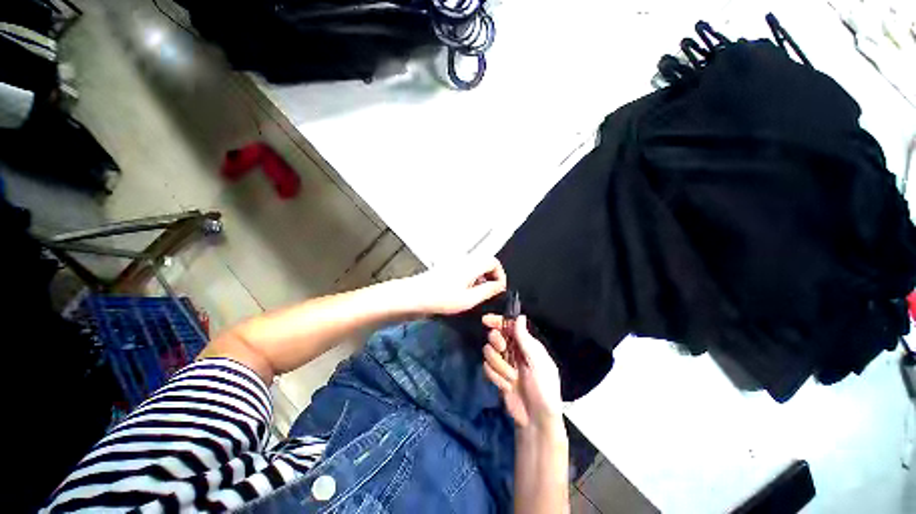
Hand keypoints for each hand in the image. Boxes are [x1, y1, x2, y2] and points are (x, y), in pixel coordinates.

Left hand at [405, 256, 506, 315]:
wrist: (414, 295)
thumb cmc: (441, 298)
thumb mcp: (469, 299)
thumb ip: (488, 291)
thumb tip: (500, 286)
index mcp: (472, 264)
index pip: (494, 262)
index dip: (500, 275)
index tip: (498, 290)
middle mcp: (464, 260)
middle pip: (485, 263)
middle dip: (491, 278)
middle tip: (488, 294)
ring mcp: (454, 263)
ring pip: (475, 267)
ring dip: (480, 279)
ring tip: (476, 295)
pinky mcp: (447, 268)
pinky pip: (465, 270)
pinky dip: (470, 279)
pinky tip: (463, 293)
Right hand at [482, 314, 563, 430]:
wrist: (536, 421)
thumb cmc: (543, 389)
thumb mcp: (537, 363)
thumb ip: (525, 340)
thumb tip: (519, 316)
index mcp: (527, 345)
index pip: (509, 326)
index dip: (497, 321)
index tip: (485, 320)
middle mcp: (514, 351)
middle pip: (495, 336)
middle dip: (496, 342)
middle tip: (503, 348)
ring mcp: (504, 364)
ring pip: (489, 352)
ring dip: (499, 365)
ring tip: (512, 378)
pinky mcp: (496, 376)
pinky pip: (487, 368)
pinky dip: (496, 377)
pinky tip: (507, 386)